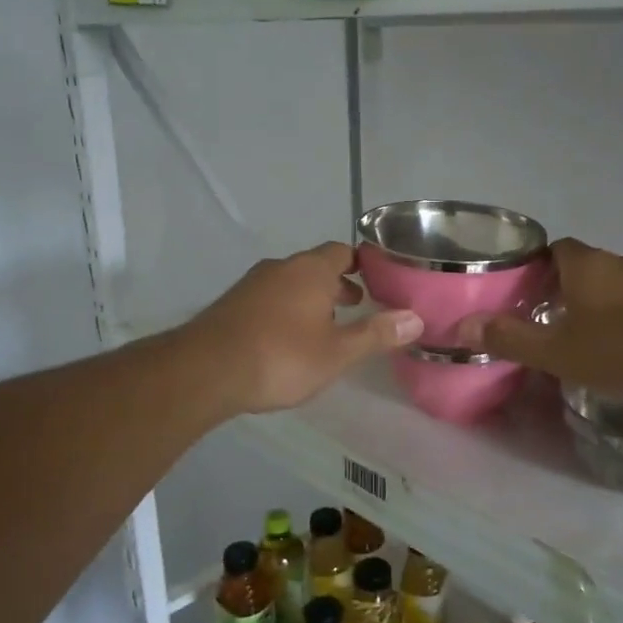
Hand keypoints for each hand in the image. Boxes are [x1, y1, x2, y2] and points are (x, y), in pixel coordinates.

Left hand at [181, 243, 422, 414]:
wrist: (206, 371)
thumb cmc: (281, 357)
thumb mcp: (337, 352)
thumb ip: (376, 334)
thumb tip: (416, 319)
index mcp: (311, 270)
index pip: (342, 252)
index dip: (362, 263)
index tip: (379, 280)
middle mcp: (281, 268)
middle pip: (316, 266)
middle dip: (338, 284)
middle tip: (358, 306)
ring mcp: (252, 284)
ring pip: (291, 283)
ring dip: (311, 298)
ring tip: (326, 327)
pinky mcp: (232, 304)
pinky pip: (270, 298)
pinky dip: (286, 309)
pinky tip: (288, 339)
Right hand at [459, 239, 622, 403]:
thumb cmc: (620, 350)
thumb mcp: (556, 351)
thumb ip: (510, 338)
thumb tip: (463, 326)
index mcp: (586, 264)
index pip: (554, 249)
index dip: (536, 266)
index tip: (524, 292)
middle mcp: (618, 262)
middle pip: (582, 266)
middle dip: (563, 287)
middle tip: (545, 318)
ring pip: (611, 284)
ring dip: (594, 302)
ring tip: (579, 334)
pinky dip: (622, 316)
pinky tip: (618, 345)